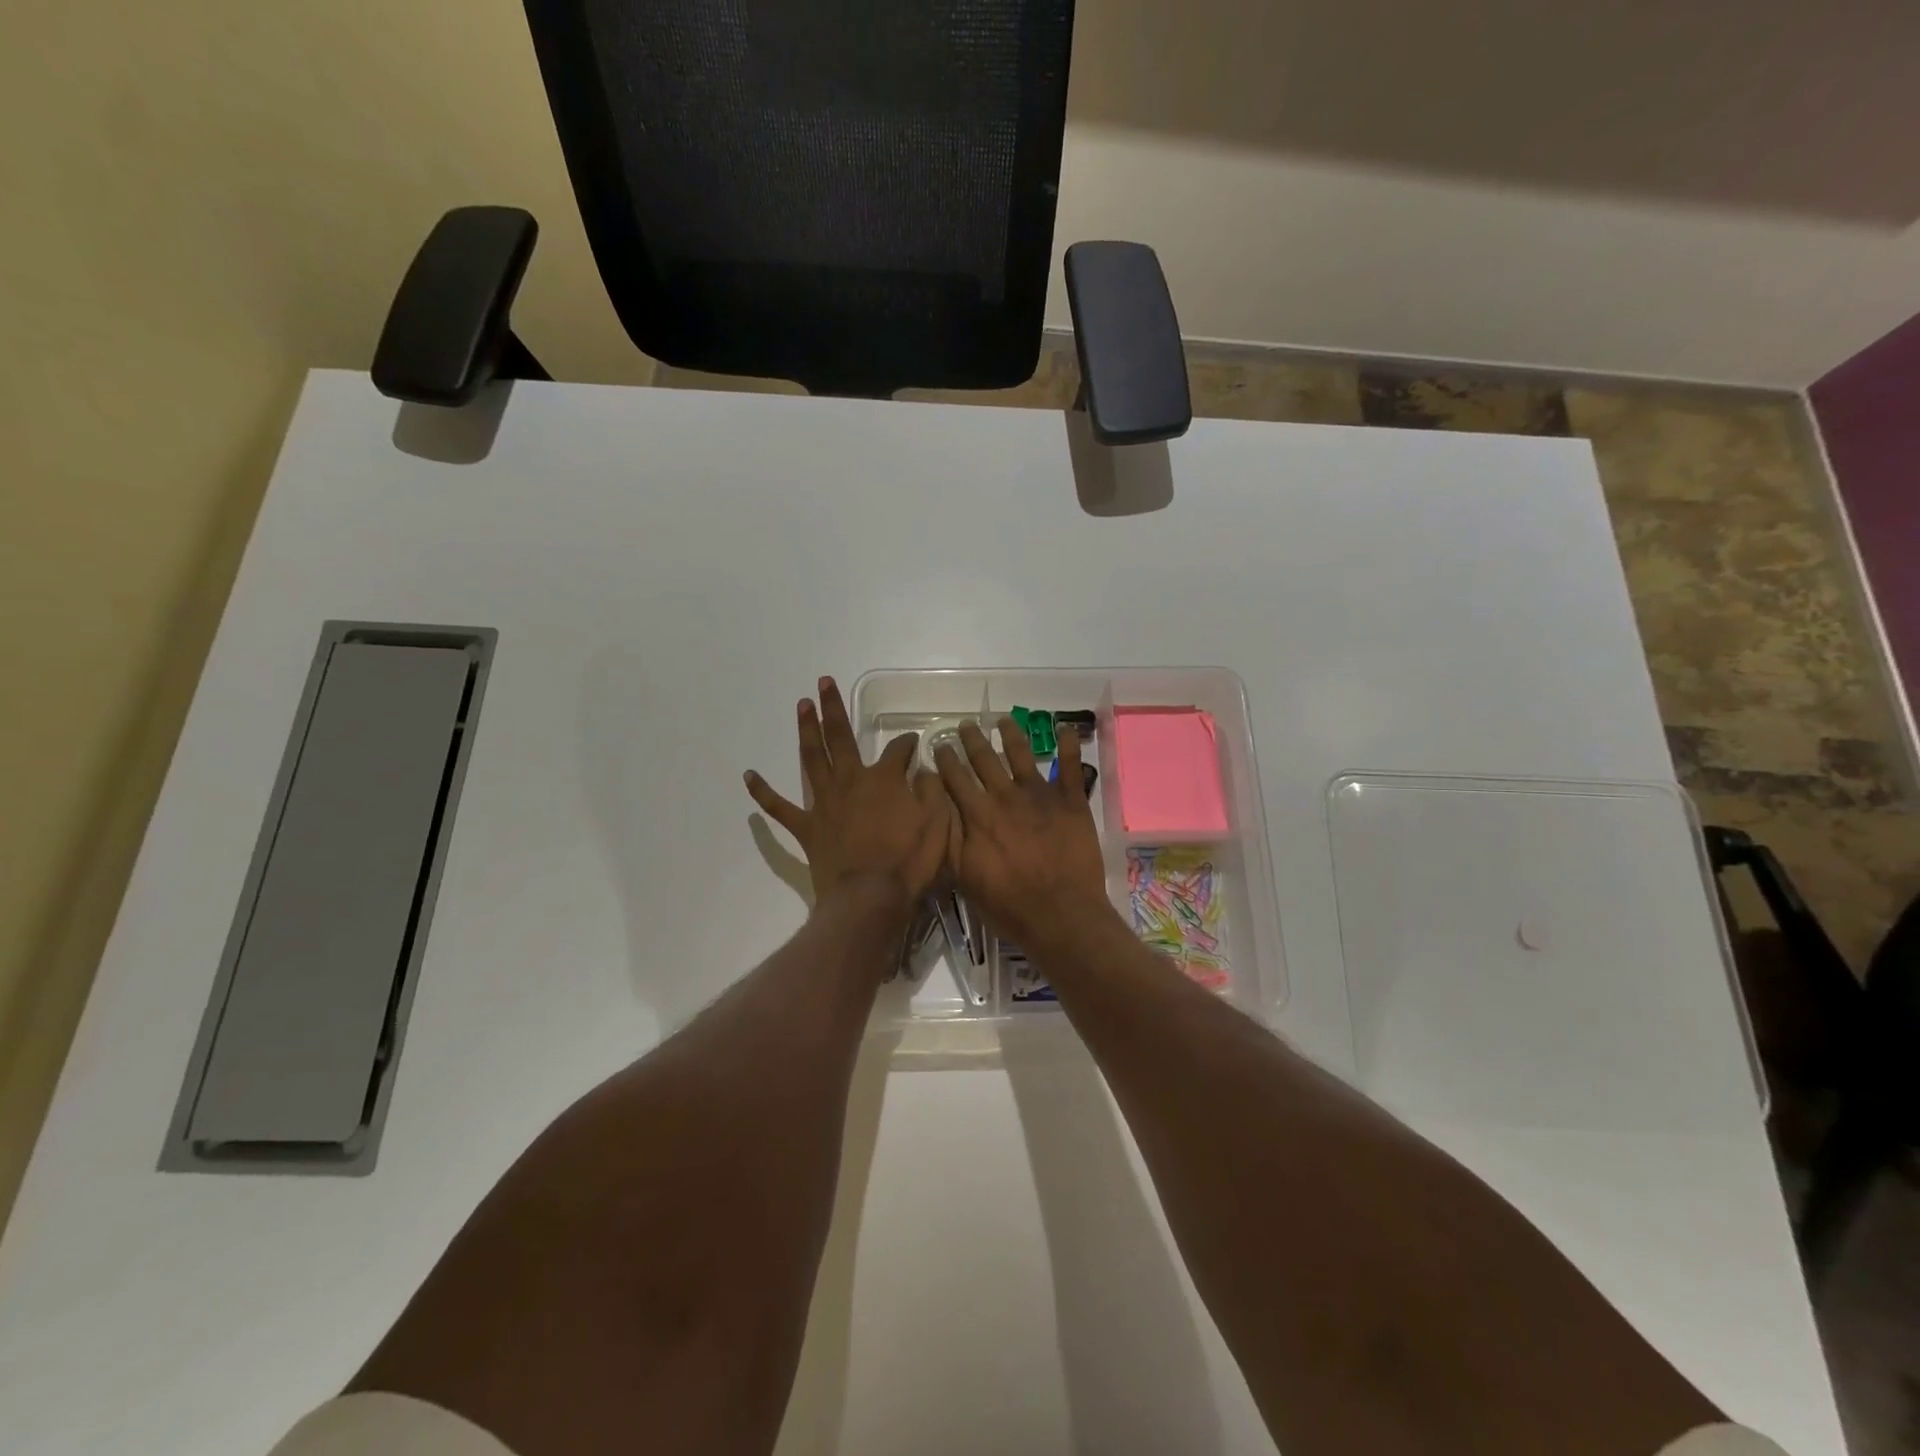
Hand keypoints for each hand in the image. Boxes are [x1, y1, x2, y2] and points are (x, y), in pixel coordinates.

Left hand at [745, 677, 952, 912]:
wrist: (870, 898)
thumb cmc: (909, 862)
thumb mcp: (937, 823)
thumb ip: (933, 792)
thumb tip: (926, 771)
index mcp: (885, 779)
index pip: (899, 750)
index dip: (908, 743)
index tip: (913, 743)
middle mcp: (851, 780)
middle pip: (841, 736)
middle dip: (833, 708)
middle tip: (823, 682)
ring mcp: (825, 802)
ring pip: (812, 758)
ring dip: (806, 730)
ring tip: (801, 706)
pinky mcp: (807, 827)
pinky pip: (780, 807)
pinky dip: (763, 792)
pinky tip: (749, 776)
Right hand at [933, 718, 1110, 948]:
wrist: (1061, 914)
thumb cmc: (1008, 905)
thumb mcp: (964, 878)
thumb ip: (950, 839)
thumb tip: (936, 806)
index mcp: (978, 815)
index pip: (956, 779)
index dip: (945, 760)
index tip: (938, 745)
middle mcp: (1006, 796)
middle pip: (985, 760)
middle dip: (972, 740)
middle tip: (965, 724)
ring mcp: (1041, 796)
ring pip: (1022, 754)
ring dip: (1011, 735)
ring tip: (1004, 720)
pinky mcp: (1071, 802)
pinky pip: (1070, 766)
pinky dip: (1069, 745)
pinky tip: (1066, 728)